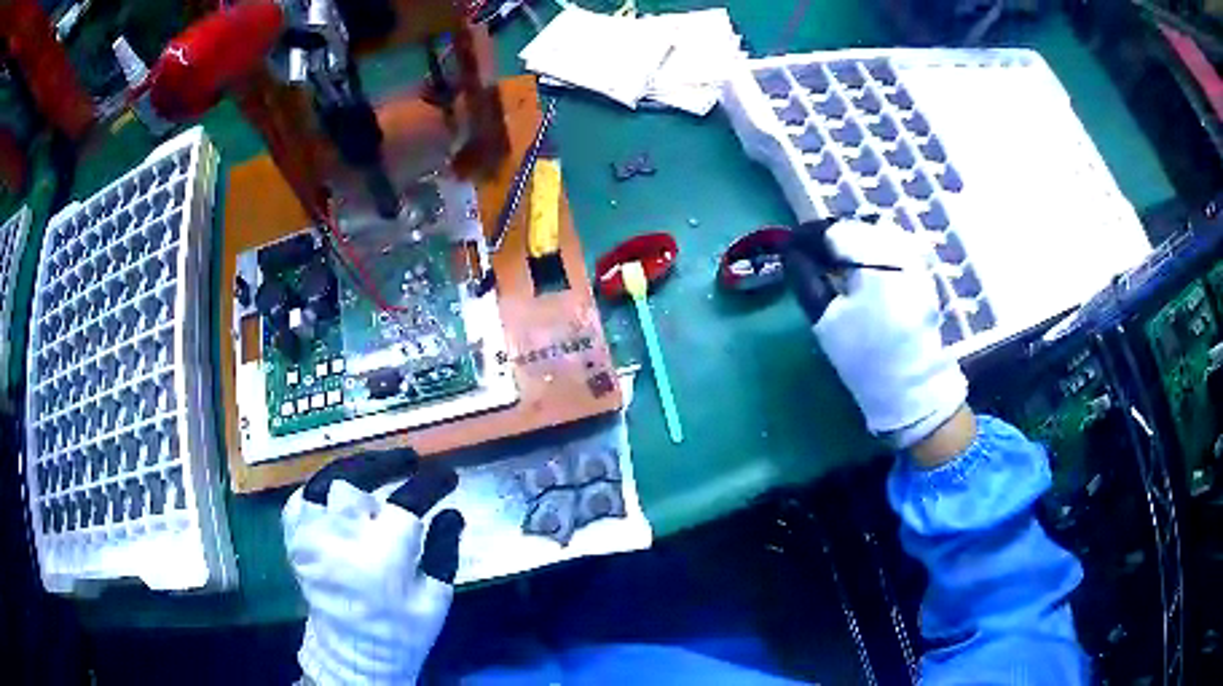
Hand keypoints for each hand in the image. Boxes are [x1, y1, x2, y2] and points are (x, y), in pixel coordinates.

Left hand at [283, 450, 464, 684]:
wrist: (353, 653)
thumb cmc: (401, 629)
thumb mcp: (436, 598)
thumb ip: (444, 551)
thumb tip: (452, 511)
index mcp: (383, 555)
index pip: (409, 500)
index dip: (432, 482)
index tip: (448, 476)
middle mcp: (341, 538)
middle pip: (358, 480)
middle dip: (387, 463)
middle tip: (408, 459)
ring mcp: (311, 536)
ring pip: (325, 481)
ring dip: (354, 470)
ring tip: (374, 465)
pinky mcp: (294, 541)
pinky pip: (300, 498)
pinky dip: (320, 489)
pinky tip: (337, 491)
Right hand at [784, 218, 968, 449]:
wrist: (912, 388)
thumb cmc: (866, 358)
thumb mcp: (827, 320)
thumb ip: (805, 277)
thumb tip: (791, 250)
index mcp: (875, 258)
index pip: (833, 229)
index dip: (806, 235)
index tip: (788, 248)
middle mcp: (899, 248)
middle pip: (855, 226)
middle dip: (828, 237)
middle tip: (806, 256)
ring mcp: (915, 258)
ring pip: (874, 232)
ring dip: (849, 241)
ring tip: (831, 262)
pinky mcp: (921, 270)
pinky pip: (890, 245)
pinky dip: (869, 250)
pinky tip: (858, 270)